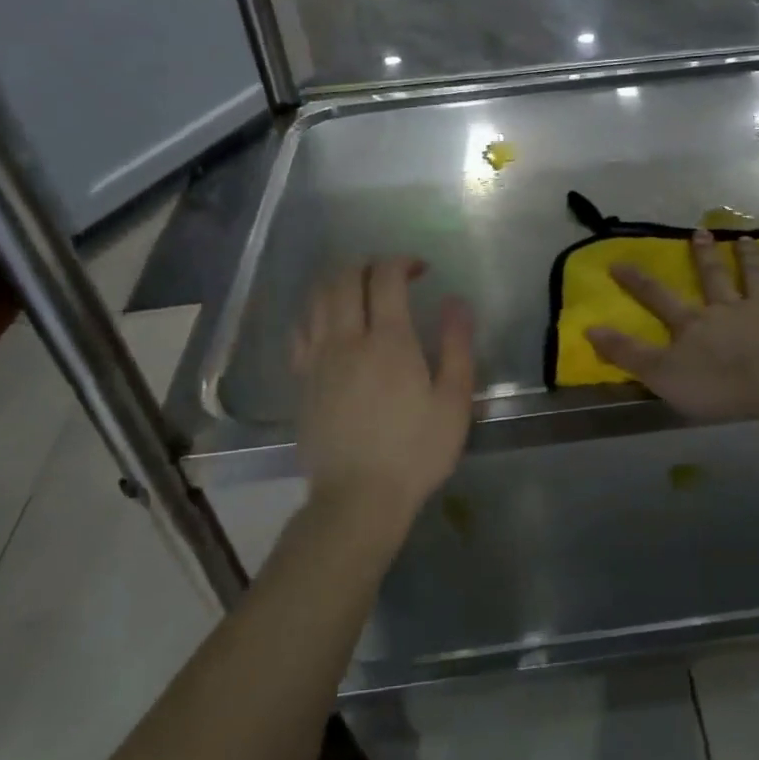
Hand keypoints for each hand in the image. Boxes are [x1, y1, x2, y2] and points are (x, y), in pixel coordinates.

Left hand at [292, 259, 474, 529]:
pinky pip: (301, 329)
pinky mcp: (302, 380)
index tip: (421, 269)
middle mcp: (347, 339)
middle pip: (345, 278)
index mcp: (389, 341)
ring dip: (340, 281)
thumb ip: (457, 346)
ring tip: (361, 289)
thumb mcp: (454, 402)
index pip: (385, 277)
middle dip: (368, 263)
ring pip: (318, 298)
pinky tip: (331, 322)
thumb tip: (455, 302)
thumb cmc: (415, 451)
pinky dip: (317, 312)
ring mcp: (318, 359)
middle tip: (391, 274)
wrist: (357, 498)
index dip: (402, 262)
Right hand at [587, 231, 758, 420]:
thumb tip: (590, 328)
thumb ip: (627, 353)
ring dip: (749, 258)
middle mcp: (726, 309)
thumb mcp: (661, 375)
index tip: (618, 261)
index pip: (657, 298)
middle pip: (712, 277)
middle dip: (702, 255)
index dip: (636, 280)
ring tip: (745, 239)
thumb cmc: (718, 385)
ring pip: (754, 278)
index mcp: (693, 324)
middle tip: (699, 232)